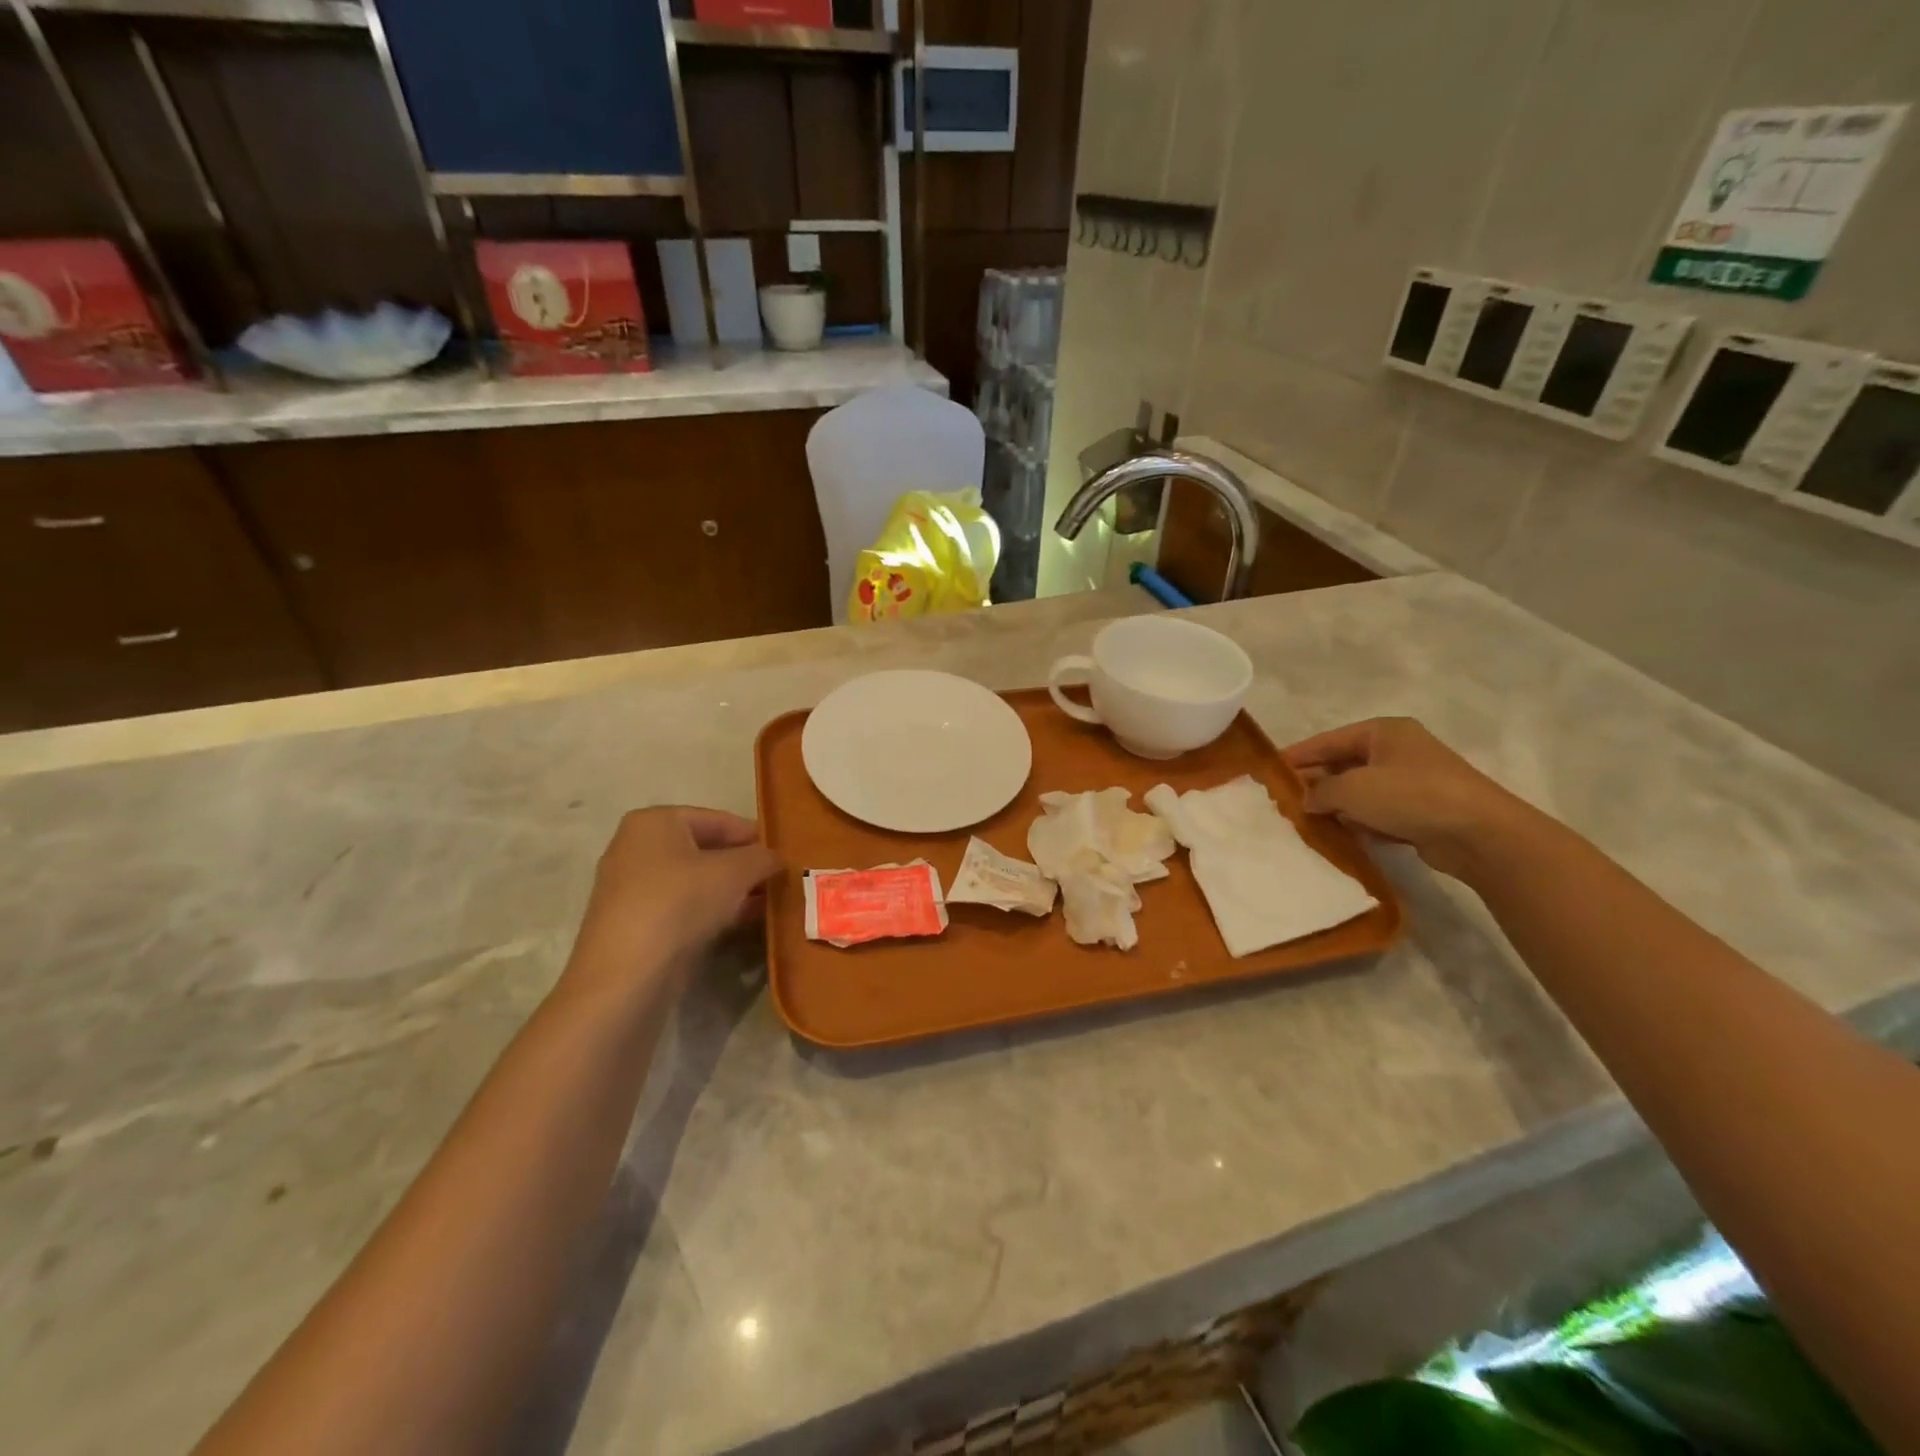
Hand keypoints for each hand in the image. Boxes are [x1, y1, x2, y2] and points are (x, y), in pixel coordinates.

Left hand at [564, 807, 780, 995]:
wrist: (627, 976)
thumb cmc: (681, 903)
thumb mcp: (736, 871)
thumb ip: (762, 857)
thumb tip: (776, 859)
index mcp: (655, 821)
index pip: (718, 820)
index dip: (755, 836)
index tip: (784, 855)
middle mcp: (637, 847)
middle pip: (706, 850)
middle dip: (744, 866)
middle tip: (779, 880)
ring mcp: (632, 888)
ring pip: (696, 881)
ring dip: (733, 891)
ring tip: (769, 903)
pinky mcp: (635, 924)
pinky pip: (683, 907)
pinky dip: (712, 911)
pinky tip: (743, 923)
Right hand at [1284, 717, 1541, 880]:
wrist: (1480, 833)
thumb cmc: (1410, 796)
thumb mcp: (1352, 789)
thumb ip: (1319, 791)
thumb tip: (1307, 799)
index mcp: (1382, 732)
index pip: (1328, 740)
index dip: (1297, 755)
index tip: (1269, 770)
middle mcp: (1398, 751)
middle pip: (1343, 765)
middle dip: (1316, 783)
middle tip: (1285, 801)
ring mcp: (1412, 781)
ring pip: (1360, 791)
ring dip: (1337, 806)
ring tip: (1307, 823)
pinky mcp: (1422, 811)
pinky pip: (1379, 813)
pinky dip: (1361, 822)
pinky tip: (1342, 837)